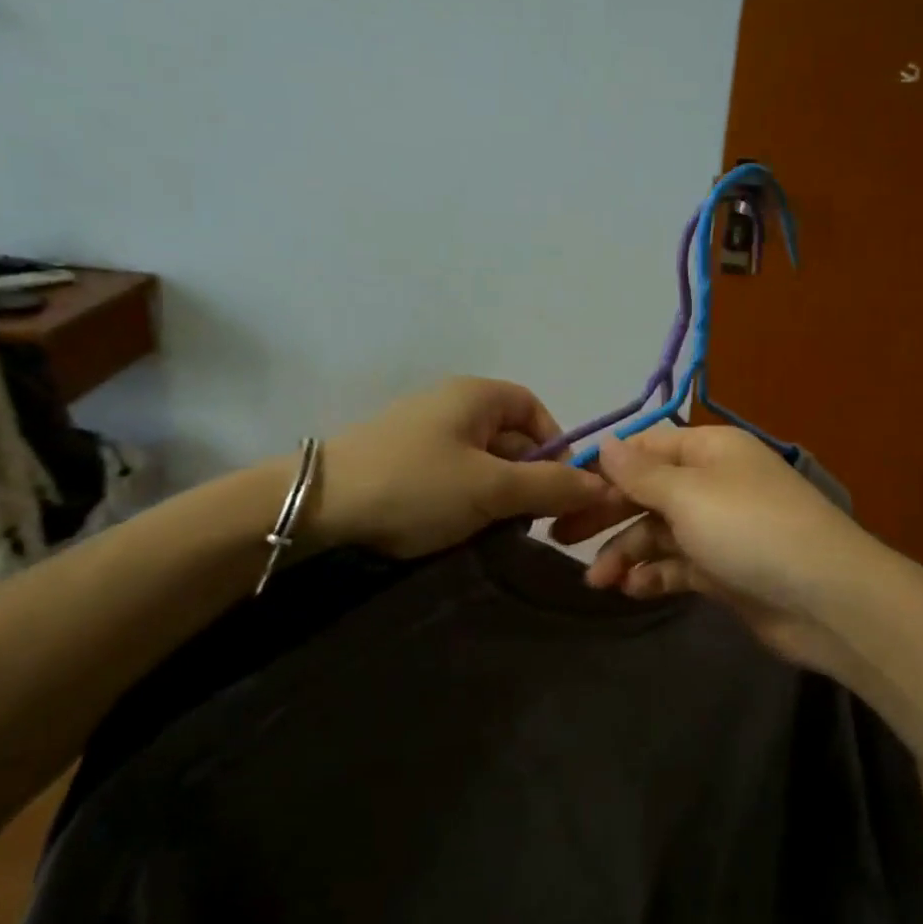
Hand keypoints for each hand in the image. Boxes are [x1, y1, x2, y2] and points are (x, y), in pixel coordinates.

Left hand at [318, 378, 612, 558]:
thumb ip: (550, 486)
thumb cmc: (416, 485)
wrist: (319, 505)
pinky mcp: (403, 460)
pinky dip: (466, 500)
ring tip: (492, 528)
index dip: (556, 446)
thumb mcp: (491, 488)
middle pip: (510, 438)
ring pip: (483, 462)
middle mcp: (451, 404)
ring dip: (497, 495)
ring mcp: (423, 432)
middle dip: (526, 479)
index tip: (560, 489)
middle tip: (528, 520)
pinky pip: (453, 475)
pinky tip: (459, 527)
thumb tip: (603, 486)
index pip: (534, 409)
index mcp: (476, 395)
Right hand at [550, 427, 877, 674]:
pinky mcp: (723, 572)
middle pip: (646, 493)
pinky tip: (630, 590)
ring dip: (626, 552)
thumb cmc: (750, 529)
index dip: (604, 468)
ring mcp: (719, 530)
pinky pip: (677, 567)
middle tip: (559, 538)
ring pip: (658, 534)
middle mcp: (712, 484)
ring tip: (597, 580)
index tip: (561, 490)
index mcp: (709, 451)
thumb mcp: (688, 493)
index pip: (645, 449)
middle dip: (605, 514)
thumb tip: (604, 443)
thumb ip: (640, 473)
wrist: (826, 599)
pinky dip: (653, 575)